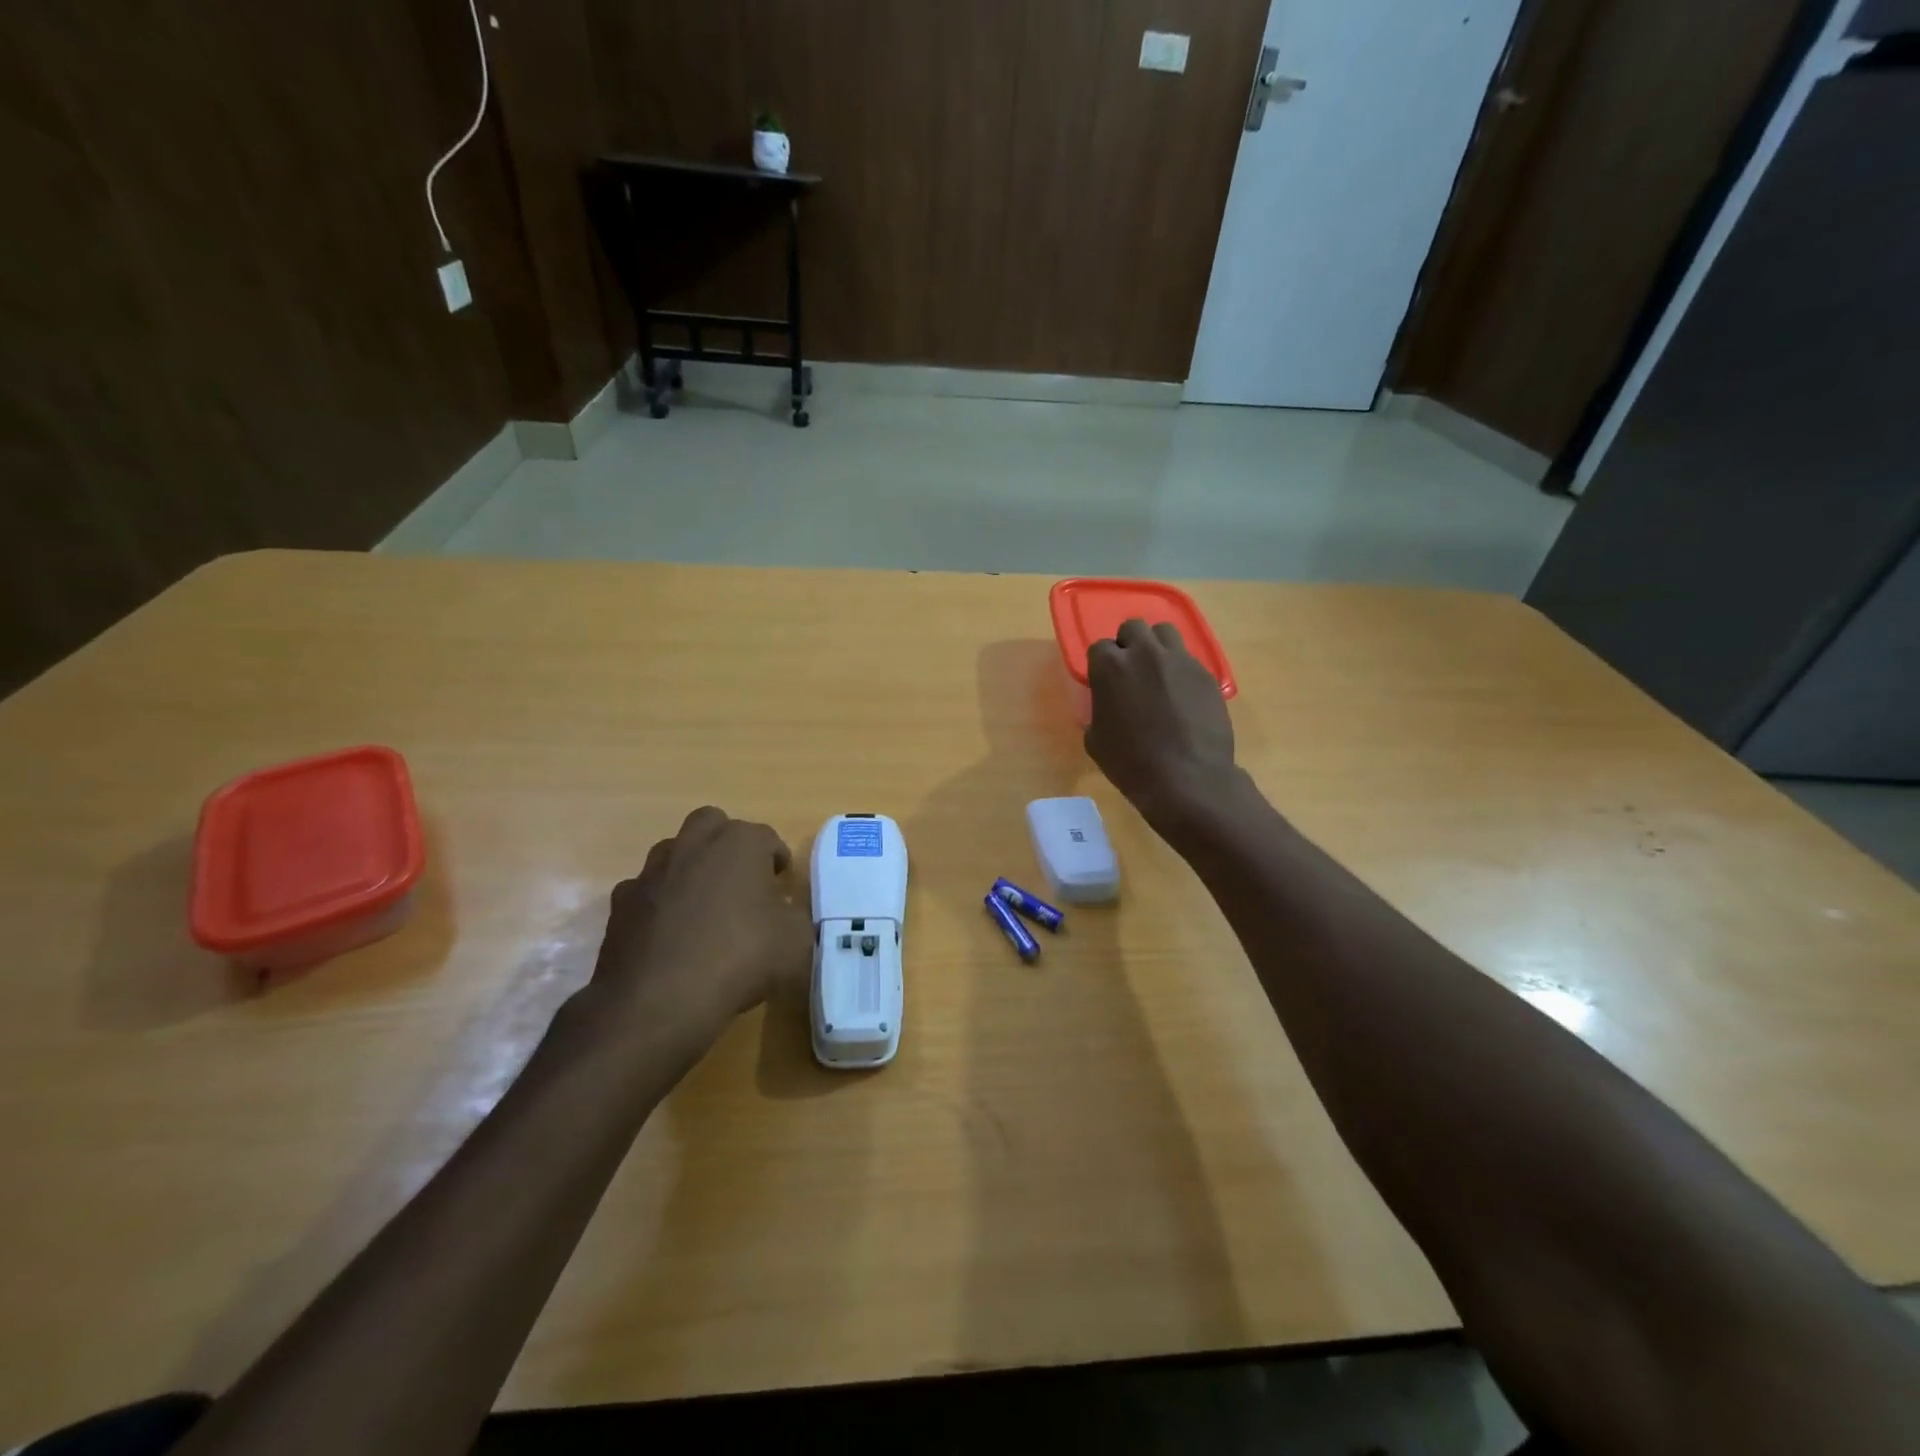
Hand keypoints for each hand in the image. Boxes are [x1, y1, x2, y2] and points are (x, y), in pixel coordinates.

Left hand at [575, 806, 812, 1063]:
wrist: (657, 1001)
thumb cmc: (740, 958)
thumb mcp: (795, 942)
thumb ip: (794, 917)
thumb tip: (782, 914)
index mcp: (740, 843)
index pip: (767, 838)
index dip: (778, 862)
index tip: (783, 889)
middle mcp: (694, 844)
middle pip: (713, 825)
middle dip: (728, 845)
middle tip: (742, 883)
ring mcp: (652, 871)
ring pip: (675, 853)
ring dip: (692, 870)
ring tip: (705, 908)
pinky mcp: (621, 903)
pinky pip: (647, 892)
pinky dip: (660, 904)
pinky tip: (670, 935)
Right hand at [1085, 619, 1241, 830]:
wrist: (1187, 779)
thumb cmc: (1131, 764)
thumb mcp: (1096, 741)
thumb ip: (1098, 710)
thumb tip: (1107, 704)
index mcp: (1110, 667)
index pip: (1100, 647)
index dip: (1102, 664)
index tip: (1105, 682)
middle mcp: (1145, 653)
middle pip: (1134, 627)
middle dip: (1129, 644)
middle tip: (1131, 670)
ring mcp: (1180, 660)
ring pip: (1165, 633)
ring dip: (1157, 647)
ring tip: (1159, 673)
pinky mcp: (1207, 674)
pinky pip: (1190, 660)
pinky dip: (1181, 671)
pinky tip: (1183, 697)